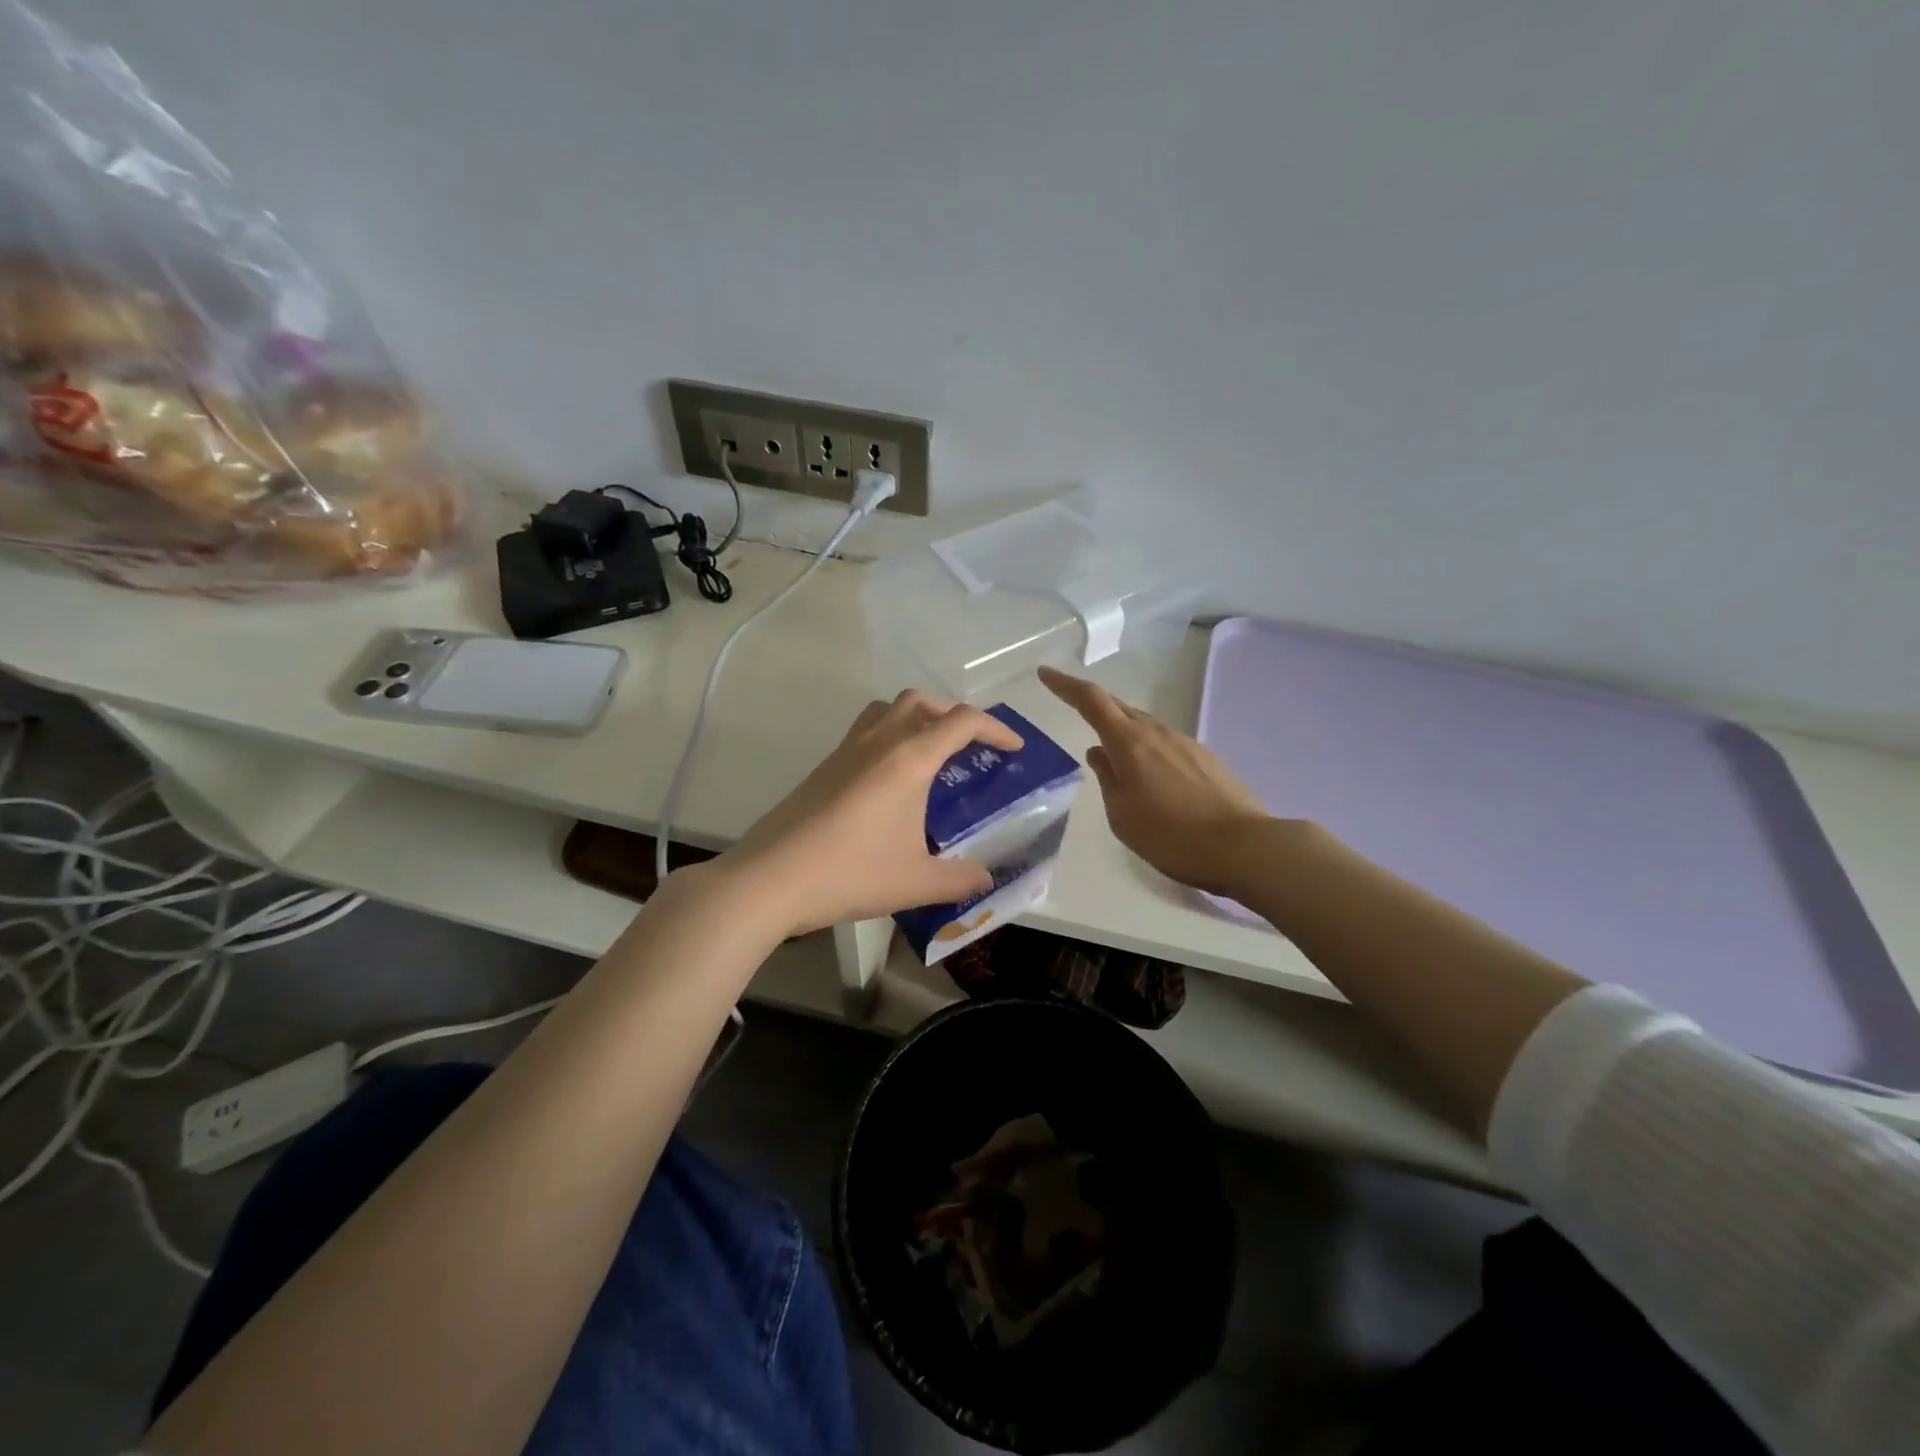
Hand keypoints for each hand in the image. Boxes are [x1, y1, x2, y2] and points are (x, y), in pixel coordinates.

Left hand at [711, 690, 1024, 936]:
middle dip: (955, 713)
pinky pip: (867, 731)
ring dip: (918, 716)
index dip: (995, 729)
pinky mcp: (824, 767)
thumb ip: (960, 878)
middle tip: (972, 744)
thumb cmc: (851, 872)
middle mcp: (879, 742)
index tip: (1013, 748)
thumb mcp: (917, 882)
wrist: (771, 878)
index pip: (962, 722)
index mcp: (909, 759)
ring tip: (932, 751)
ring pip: (889, 709)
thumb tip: (986, 878)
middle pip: (922, 701)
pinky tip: (892, 780)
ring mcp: (846, 750)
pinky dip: (891, 736)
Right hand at [1039, 665, 1272, 895]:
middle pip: (1119, 707)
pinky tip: (1151, 775)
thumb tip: (1099, 753)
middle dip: (1093, 703)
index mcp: (1130, 743)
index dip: (1066, 685)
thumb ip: (1107, 779)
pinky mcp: (1206, 759)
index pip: (1091, 701)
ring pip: (1144, 726)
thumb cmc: (1171, 836)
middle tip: (1072, 705)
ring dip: (1123, 730)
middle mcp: (1157, 733)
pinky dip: (1148, 749)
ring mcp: (1185, 743)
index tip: (1046, 673)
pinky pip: (1166, 744)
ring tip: (1112, 753)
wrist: (1244, 846)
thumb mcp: (1122, 815)